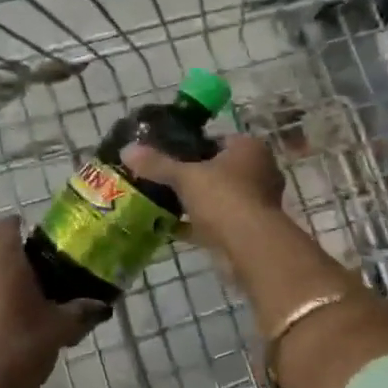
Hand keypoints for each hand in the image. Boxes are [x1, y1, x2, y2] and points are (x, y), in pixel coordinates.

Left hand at [0, 218, 108, 387]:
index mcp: (2, 255)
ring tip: (28, 286)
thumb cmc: (21, 346)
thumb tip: (105, 305)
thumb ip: (83, 310)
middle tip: (41, 260)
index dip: (28, 227)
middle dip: (12, 244)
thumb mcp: (61, 327)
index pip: (10, 224)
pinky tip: (10, 310)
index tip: (49, 241)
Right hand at [121, 133, 284, 251]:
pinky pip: (218, 221)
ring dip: (196, 202)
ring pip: (219, 197)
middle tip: (163, 179)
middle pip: (218, 169)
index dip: (192, 146)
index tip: (168, 155)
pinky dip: (197, 225)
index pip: (217, 140)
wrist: (250, 247)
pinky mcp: (250, 229)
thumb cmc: (223, 198)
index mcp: (249, 148)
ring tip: (163, 202)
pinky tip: (170, 228)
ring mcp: (257, 202)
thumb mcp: (185, 176)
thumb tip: (127, 149)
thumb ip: (157, 164)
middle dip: (193, 176)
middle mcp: (260, 171)